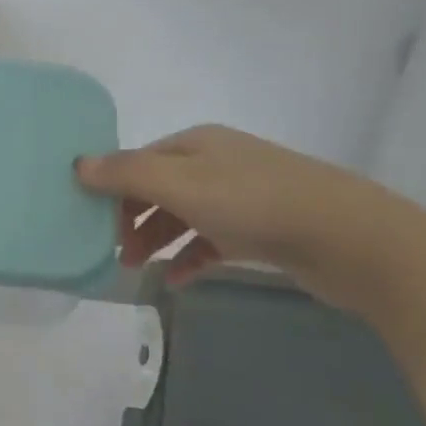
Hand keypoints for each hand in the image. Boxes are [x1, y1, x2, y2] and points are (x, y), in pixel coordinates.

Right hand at [75, 124, 404, 306]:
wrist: (347, 237)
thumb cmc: (254, 203)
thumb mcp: (182, 184)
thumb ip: (127, 174)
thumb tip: (78, 164)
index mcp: (196, 145)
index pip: (138, 161)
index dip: (111, 189)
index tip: (90, 223)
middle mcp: (216, 164)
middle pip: (158, 188)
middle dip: (131, 218)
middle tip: (114, 252)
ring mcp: (240, 197)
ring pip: (183, 216)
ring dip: (156, 239)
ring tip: (137, 268)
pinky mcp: (259, 230)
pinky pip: (211, 242)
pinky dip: (189, 257)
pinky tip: (177, 279)